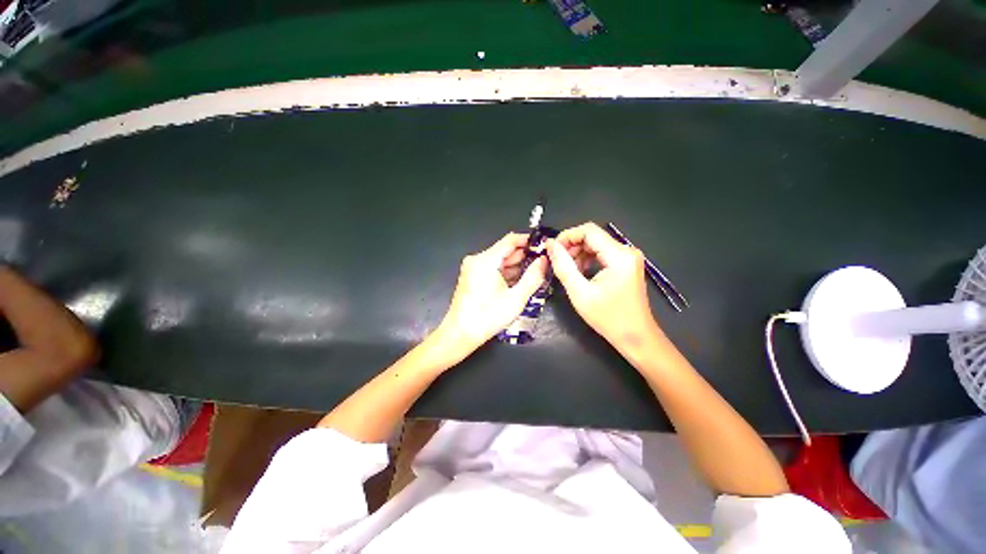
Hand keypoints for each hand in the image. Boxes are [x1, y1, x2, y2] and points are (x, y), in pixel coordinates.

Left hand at [434, 232, 547, 359]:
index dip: (529, 241)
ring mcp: (474, 268)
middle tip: (545, 262)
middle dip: (526, 255)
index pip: (511, 240)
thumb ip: (533, 277)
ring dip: (517, 266)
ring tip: (538, 272)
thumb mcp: (515, 299)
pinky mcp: (473, 277)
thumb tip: (545, 260)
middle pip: (505, 250)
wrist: (460, 334)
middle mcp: (478, 259)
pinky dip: (507, 273)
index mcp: (485, 260)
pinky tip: (521, 280)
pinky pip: (494, 269)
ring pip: (500, 260)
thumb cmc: (487, 317)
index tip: (545, 246)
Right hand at [545, 222, 662, 354]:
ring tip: (567, 270)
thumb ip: (563, 266)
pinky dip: (588, 260)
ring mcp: (628, 257)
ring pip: (596, 244)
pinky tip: (579, 273)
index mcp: (619, 256)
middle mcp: (627, 251)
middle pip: (593, 236)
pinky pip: (602, 254)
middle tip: (557, 262)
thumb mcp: (579, 293)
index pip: (589, 231)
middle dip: (572, 246)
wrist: (636, 337)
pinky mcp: (626, 265)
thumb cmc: (608, 318)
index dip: (567, 236)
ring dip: (578, 254)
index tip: (552, 250)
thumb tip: (550, 245)